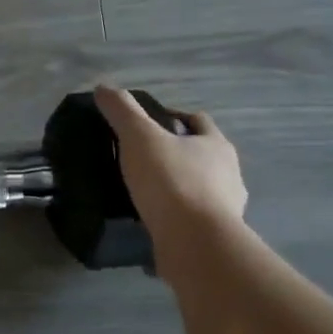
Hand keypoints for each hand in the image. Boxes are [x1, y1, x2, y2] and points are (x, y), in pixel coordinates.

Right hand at [94, 86, 248, 248]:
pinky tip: (149, 224)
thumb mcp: (139, 137)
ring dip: (174, 190)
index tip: (145, 125)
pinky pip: (189, 222)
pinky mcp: (212, 239)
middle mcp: (228, 175)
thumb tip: (103, 88)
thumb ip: (122, 111)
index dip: (173, 117)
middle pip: (199, 156)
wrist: (195, 245)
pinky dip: (172, 220)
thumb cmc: (172, 182)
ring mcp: (224, 210)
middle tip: (139, 159)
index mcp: (216, 145)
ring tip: (141, 194)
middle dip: (174, 155)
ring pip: (196, 190)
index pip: (198, 120)